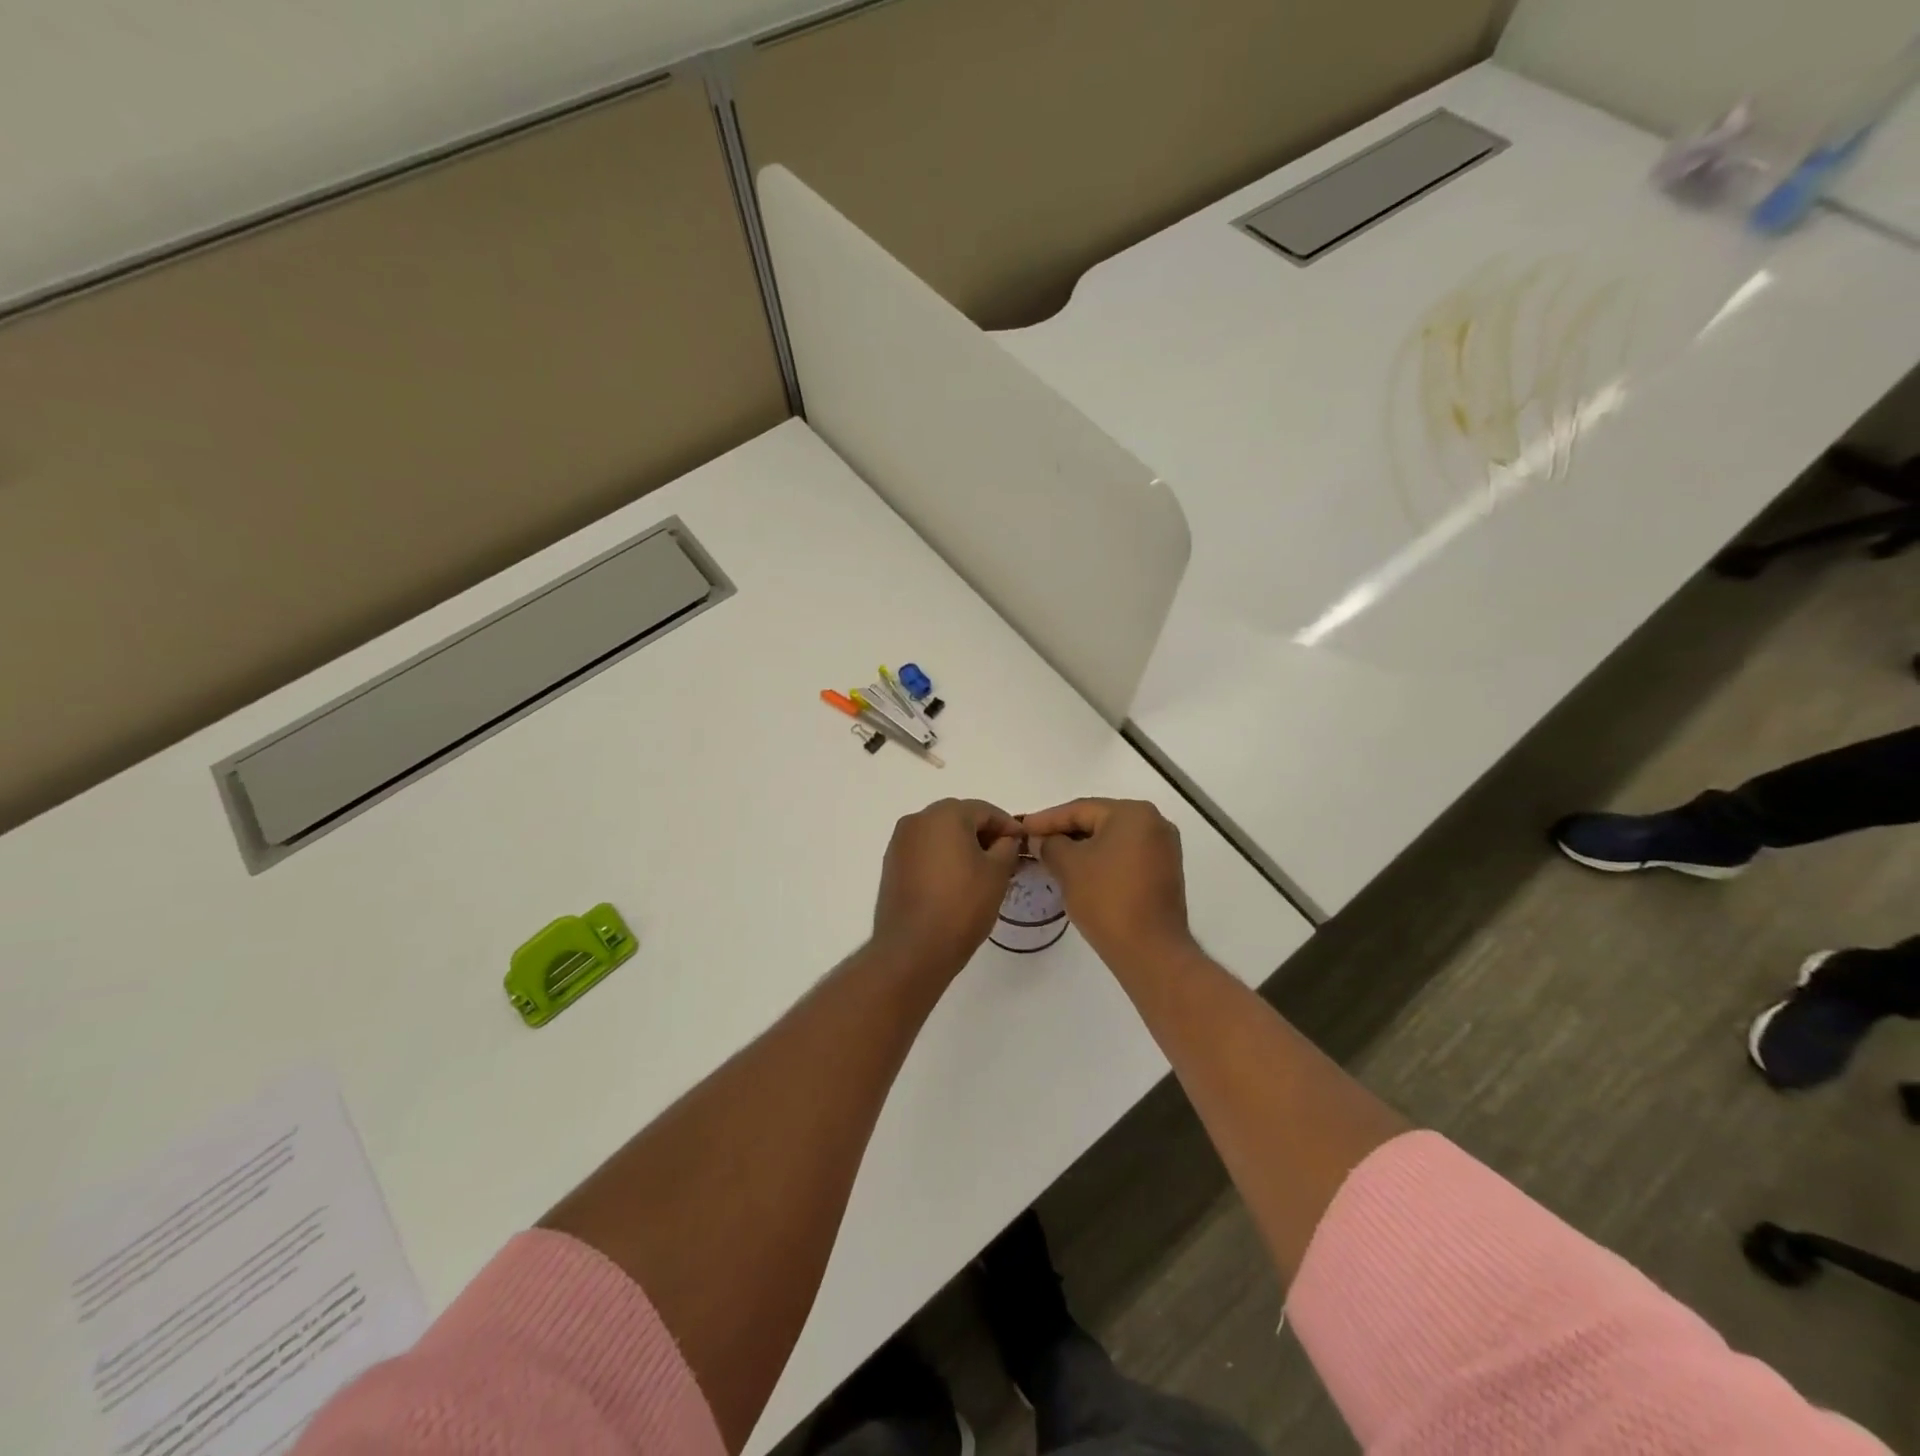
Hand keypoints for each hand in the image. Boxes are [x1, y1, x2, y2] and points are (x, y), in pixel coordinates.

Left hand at [872, 799, 1023, 980]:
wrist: (912, 948)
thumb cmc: (961, 905)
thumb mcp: (997, 873)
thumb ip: (1007, 847)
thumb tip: (1005, 839)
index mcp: (945, 814)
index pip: (985, 810)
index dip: (1007, 826)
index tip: (1023, 844)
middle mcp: (918, 819)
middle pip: (959, 818)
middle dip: (984, 834)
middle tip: (1005, 858)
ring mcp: (900, 842)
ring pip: (940, 835)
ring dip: (962, 846)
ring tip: (982, 872)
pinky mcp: (891, 864)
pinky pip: (924, 851)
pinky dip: (942, 858)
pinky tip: (956, 881)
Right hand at [1022, 799, 1194, 968]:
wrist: (1150, 951)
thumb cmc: (1107, 899)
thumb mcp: (1068, 866)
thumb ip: (1050, 845)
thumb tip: (1041, 840)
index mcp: (1133, 813)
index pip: (1080, 809)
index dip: (1046, 819)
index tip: (1022, 828)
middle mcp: (1154, 823)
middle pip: (1097, 821)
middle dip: (1064, 832)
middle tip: (1034, 842)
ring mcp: (1163, 848)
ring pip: (1111, 840)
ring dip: (1081, 847)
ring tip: (1050, 857)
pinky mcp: (1164, 872)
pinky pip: (1124, 856)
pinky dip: (1100, 860)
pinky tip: (1078, 871)